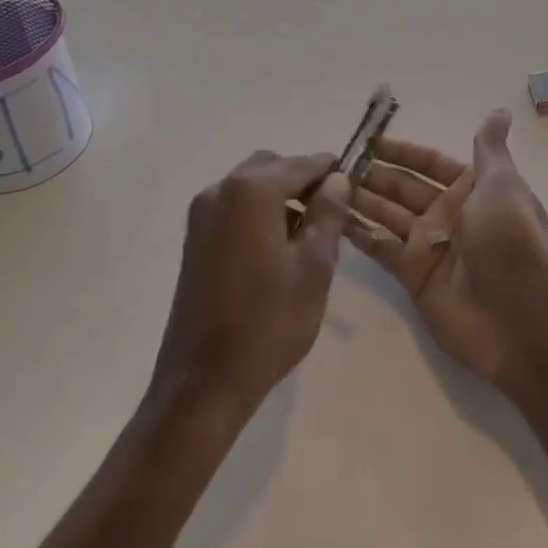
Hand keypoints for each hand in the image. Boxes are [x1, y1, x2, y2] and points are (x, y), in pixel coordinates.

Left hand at [149, 151, 350, 422]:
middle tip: (330, 214)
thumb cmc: (268, 323)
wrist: (202, 383)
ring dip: (280, 197)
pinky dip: (258, 212)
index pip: (302, 163)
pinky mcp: (194, 238)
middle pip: (273, 167)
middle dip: (303, 182)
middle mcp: (221, 190)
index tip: (353, 183)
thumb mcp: (314, 267)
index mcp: (252, 191)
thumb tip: (337, 179)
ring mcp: (202, 214)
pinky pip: (234, 206)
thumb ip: (328, 214)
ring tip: (306, 236)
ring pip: (252, 185)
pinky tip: (276, 249)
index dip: (330, 170)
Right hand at [344, 110, 547, 388]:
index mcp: (472, 188)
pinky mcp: (414, 275)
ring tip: (324, 184)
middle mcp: (449, 213)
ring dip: (361, 198)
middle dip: (374, 173)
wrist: (519, 317)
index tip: (367, 139)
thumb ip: (490, 148)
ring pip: (388, 213)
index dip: (401, 150)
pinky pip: (382, 247)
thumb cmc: (510, 240)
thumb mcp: (503, 184)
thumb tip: (499, 110)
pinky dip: (360, 234)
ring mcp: (430, 244)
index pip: (429, 162)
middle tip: (335, 162)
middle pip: (404, 186)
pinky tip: (331, 219)